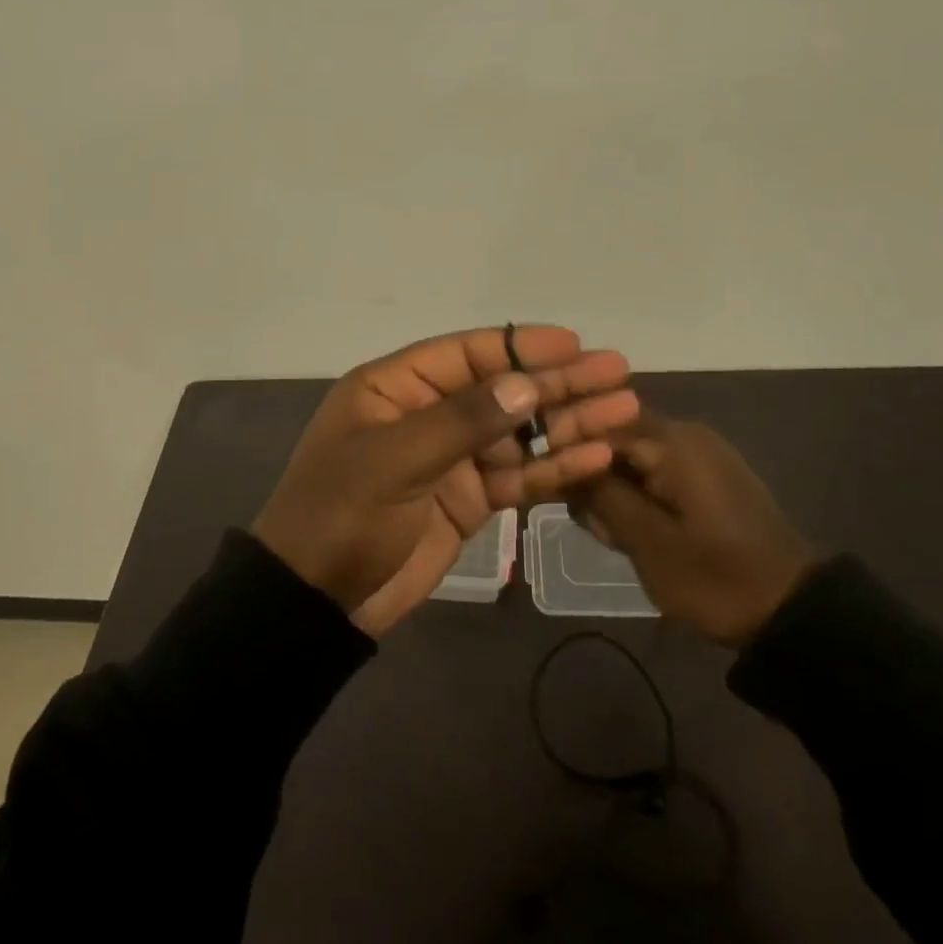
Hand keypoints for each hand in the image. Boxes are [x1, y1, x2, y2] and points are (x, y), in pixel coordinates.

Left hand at [253, 326, 639, 635]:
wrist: (318, 600)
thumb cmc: (342, 515)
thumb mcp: (395, 459)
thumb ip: (463, 421)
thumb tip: (526, 386)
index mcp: (396, 388)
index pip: (467, 355)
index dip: (520, 347)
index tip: (573, 344)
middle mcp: (427, 414)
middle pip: (502, 391)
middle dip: (557, 383)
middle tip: (617, 372)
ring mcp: (451, 459)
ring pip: (518, 433)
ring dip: (568, 423)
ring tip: (624, 409)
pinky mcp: (469, 501)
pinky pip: (518, 476)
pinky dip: (554, 468)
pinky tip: (596, 455)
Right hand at [577, 413, 815, 645]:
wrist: (792, 611)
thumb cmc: (714, 577)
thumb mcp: (647, 541)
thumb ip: (600, 495)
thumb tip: (563, 462)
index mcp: (671, 441)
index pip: (597, 424)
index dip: (568, 453)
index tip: (553, 489)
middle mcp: (684, 433)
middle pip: (613, 439)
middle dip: (593, 478)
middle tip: (594, 526)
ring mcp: (699, 454)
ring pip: (631, 459)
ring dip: (614, 492)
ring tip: (616, 538)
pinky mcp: (707, 477)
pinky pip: (655, 472)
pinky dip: (638, 497)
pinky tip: (636, 533)